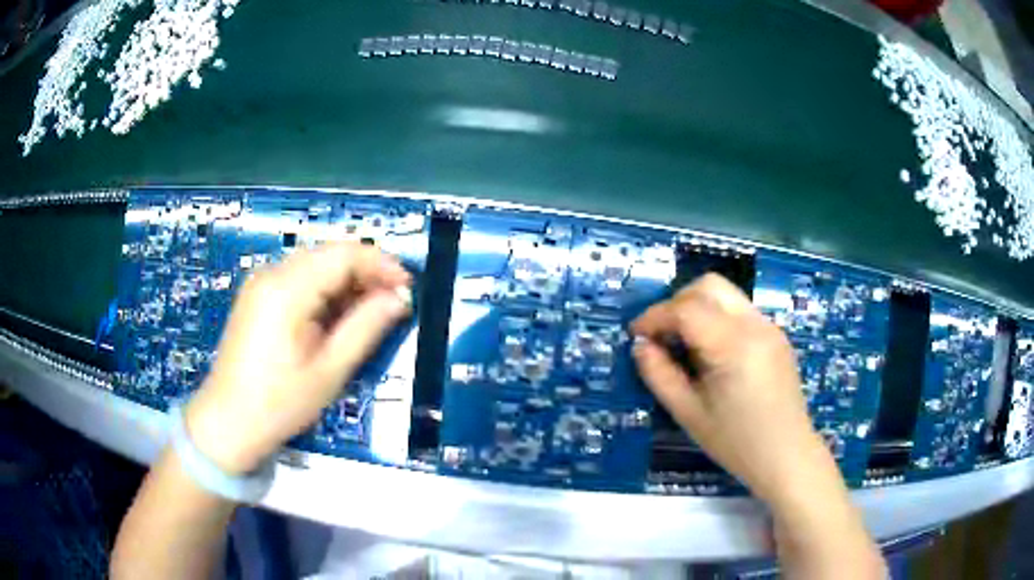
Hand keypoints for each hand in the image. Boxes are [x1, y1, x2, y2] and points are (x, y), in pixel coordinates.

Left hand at [184, 243, 412, 473]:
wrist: (230, 421)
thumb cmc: (280, 403)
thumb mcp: (330, 369)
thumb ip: (367, 327)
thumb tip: (399, 298)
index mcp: (286, 290)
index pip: (343, 254)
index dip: (381, 264)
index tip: (407, 286)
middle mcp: (270, 275)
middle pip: (329, 254)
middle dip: (365, 272)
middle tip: (393, 302)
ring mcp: (260, 283)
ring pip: (315, 265)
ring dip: (346, 282)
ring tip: (369, 313)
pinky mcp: (257, 296)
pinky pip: (299, 279)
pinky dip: (325, 291)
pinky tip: (337, 316)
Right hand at [631, 273, 832, 502]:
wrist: (787, 456)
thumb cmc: (736, 442)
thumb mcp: (688, 414)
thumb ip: (659, 375)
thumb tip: (640, 346)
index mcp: (733, 345)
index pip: (686, 308)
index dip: (654, 316)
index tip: (635, 335)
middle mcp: (755, 325)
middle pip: (709, 285)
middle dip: (677, 302)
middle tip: (661, 335)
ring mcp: (769, 327)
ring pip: (726, 294)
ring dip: (698, 307)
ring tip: (684, 344)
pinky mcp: (776, 335)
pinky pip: (740, 311)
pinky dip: (717, 318)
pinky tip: (711, 353)